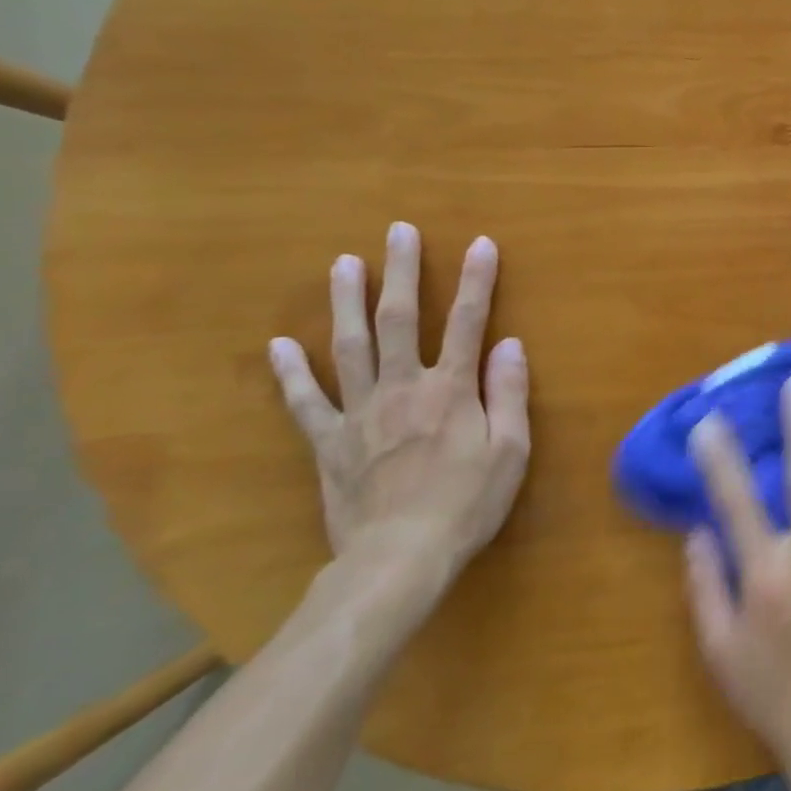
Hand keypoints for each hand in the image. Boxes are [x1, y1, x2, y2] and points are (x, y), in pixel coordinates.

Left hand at [269, 221, 529, 577]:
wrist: (400, 559)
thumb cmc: (467, 504)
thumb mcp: (510, 451)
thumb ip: (509, 394)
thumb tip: (510, 344)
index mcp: (451, 390)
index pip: (467, 323)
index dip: (476, 281)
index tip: (481, 244)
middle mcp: (403, 388)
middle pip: (399, 319)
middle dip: (402, 272)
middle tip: (398, 231)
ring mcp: (360, 412)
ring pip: (351, 346)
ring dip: (347, 301)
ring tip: (343, 263)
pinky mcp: (330, 442)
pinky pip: (306, 402)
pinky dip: (291, 373)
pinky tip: (280, 344)